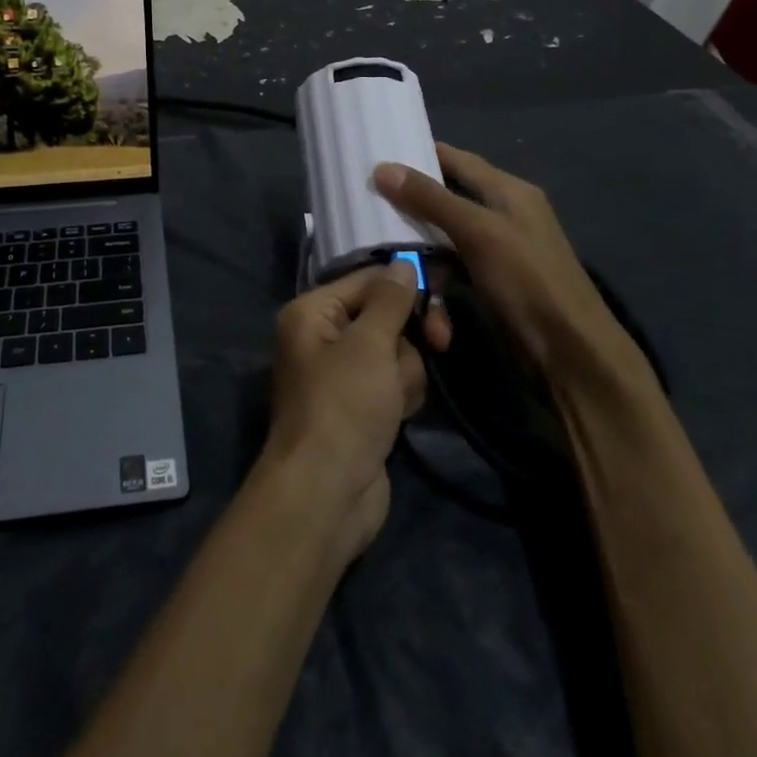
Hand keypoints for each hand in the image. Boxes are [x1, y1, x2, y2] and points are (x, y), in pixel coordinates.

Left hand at [260, 263, 426, 563]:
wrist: (327, 493)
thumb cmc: (344, 406)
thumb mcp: (369, 345)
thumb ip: (390, 301)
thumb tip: (402, 263)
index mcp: (312, 312)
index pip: (367, 279)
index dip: (406, 285)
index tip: (444, 292)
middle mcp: (323, 336)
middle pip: (385, 316)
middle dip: (409, 337)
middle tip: (441, 343)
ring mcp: (343, 374)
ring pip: (396, 352)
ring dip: (406, 372)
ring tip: (395, 399)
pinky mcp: (361, 405)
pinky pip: (393, 383)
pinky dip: (402, 395)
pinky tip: (399, 415)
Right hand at [373, 143, 644, 394]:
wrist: (570, 353)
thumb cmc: (528, 280)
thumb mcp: (477, 232)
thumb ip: (431, 199)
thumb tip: (382, 167)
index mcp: (507, 190)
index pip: (455, 159)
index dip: (418, 155)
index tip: (375, 156)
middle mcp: (502, 214)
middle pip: (444, 200)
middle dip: (408, 210)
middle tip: (366, 211)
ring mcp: (496, 250)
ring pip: (442, 240)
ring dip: (420, 258)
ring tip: (391, 269)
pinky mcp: (490, 282)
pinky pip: (451, 271)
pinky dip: (436, 286)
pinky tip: (424, 306)